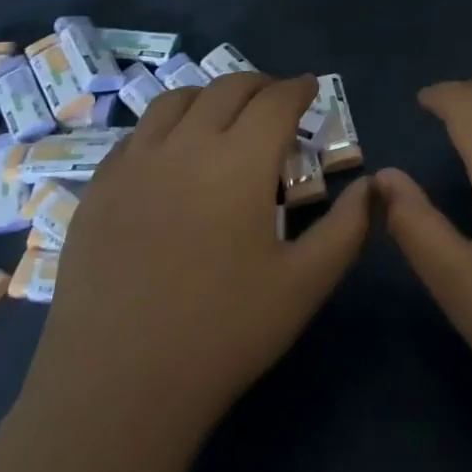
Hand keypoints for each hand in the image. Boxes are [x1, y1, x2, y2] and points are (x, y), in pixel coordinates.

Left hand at [31, 72, 370, 448]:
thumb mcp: (305, 284)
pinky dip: (166, 127)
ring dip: (209, 97)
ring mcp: (134, 162)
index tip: (310, 89)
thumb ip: (348, 228)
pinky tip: (171, 157)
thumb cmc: (223, 333)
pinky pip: (137, 134)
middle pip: (226, 88)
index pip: (276, 100)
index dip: (298, 88)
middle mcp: (186, 144)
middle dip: (259, 85)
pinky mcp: (98, 187)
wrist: (116, 386)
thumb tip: (374, 185)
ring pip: (175, 99)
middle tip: (275, 102)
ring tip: (223, 118)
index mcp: (240, 161)